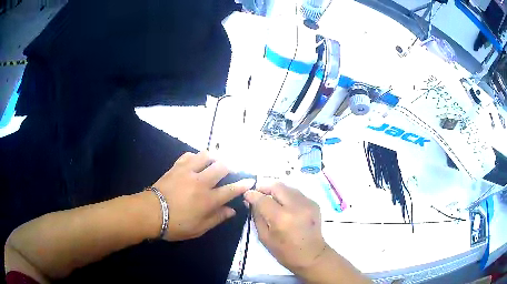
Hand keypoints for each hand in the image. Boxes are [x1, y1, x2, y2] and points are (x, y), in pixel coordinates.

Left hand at [151, 151, 254, 240]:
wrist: (151, 213)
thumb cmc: (176, 224)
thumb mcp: (199, 228)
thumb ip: (217, 218)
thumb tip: (231, 210)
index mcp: (208, 200)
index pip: (231, 189)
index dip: (243, 185)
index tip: (250, 180)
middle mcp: (201, 182)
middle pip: (221, 167)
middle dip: (231, 166)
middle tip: (234, 168)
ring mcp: (188, 172)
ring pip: (206, 156)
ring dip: (215, 157)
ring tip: (217, 160)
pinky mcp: (176, 167)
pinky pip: (189, 155)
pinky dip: (196, 156)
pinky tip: (197, 160)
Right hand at [243, 183, 326, 272]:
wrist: (312, 256)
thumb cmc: (285, 252)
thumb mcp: (265, 237)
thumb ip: (257, 216)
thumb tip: (251, 202)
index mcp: (281, 218)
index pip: (263, 199)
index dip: (252, 194)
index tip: (246, 194)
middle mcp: (296, 206)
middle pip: (277, 186)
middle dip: (264, 187)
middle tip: (258, 193)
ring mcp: (307, 203)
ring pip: (287, 187)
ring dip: (276, 191)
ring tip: (271, 199)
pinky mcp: (314, 203)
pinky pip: (296, 193)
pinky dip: (287, 196)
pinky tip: (285, 205)